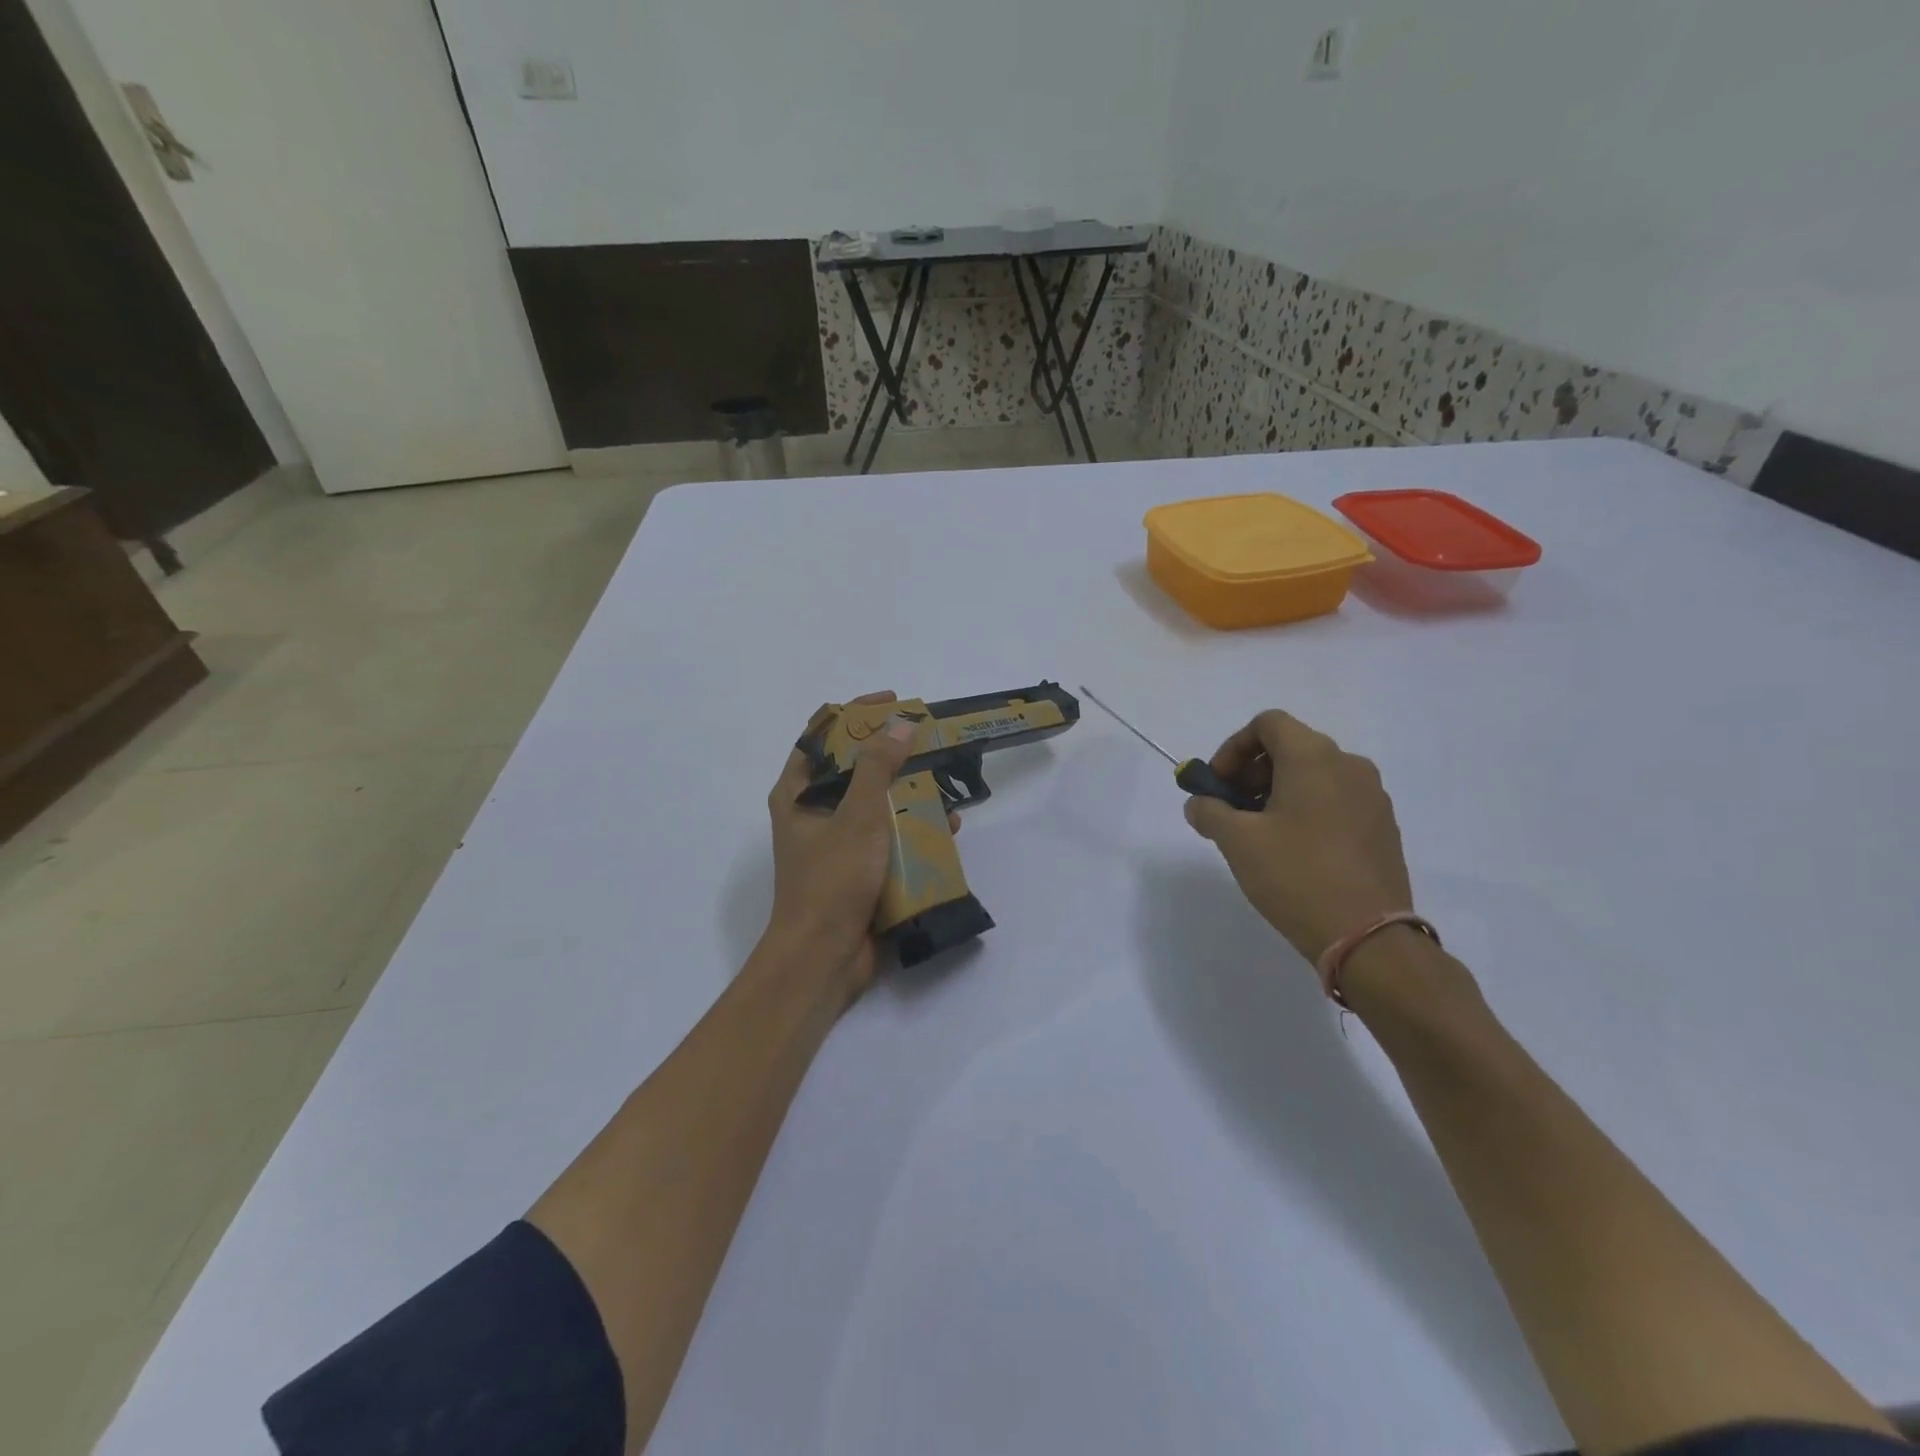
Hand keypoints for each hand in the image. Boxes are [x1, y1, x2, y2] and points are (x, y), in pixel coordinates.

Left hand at [763, 691, 957, 1001]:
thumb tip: (899, 722)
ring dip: (908, 791)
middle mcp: (813, 813)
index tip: (894, 702)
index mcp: (798, 793)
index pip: (822, 735)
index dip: (855, 712)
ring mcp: (837, 843)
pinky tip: (946, 827)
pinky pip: (888, 837)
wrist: (823, 959)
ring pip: (875, 803)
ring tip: (945, 781)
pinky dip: (913, 828)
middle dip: (892, 753)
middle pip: (853, 768)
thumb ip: (878, 767)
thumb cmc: (832, 880)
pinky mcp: (858, 870)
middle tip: (928, 740)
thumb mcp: (858, 816)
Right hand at [1183, 710, 1412, 963]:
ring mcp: (1372, 797)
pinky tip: (1293, 850)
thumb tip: (1199, 803)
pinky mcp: (1383, 827)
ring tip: (1259, 833)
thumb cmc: (1296, 875)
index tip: (1218, 785)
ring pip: (1314, 775)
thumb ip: (1209, 811)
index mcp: (1314, 758)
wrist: (1368, 936)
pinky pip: (1336, 800)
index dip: (1233, 748)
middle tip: (1231, 809)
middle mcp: (1349, 766)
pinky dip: (1307, 809)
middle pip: (1291, 747)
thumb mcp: (1237, 841)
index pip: (1268, 724)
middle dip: (1252, 772)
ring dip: (1278, 791)